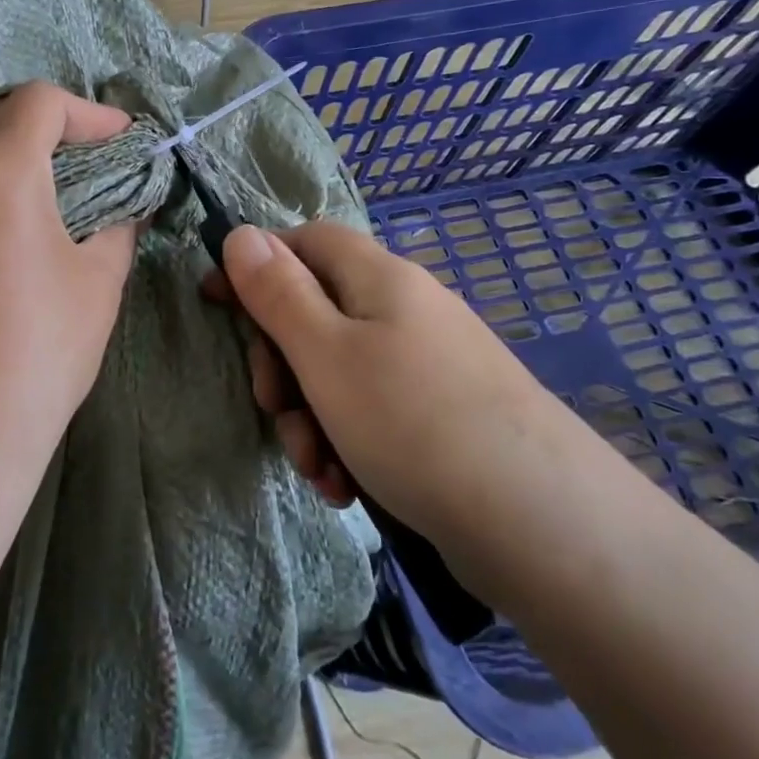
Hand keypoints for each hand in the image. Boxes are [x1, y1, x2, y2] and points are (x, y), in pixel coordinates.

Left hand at [0, 82, 137, 462]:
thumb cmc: (40, 347)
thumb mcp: (99, 281)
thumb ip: (117, 226)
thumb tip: (125, 207)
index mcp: (0, 167)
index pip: (40, 101)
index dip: (87, 112)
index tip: (118, 141)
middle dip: (40, 124)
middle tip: (77, 160)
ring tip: (24, 184)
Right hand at [209, 222, 568, 548]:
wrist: (542, 524)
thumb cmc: (412, 422)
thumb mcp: (324, 353)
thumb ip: (277, 291)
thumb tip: (240, 233)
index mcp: (378, 278)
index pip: (305, 241)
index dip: (257, 264)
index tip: (216, 302)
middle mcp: (405, 309)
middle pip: (317, 311)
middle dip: (282, 364)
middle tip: (274, 410)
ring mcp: (428, 363)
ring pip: (340, 371)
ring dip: (311, 416)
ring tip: (318, 470)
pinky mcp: (443, 415)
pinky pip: (374, 411)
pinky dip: (348, 442)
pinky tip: (347, 486)